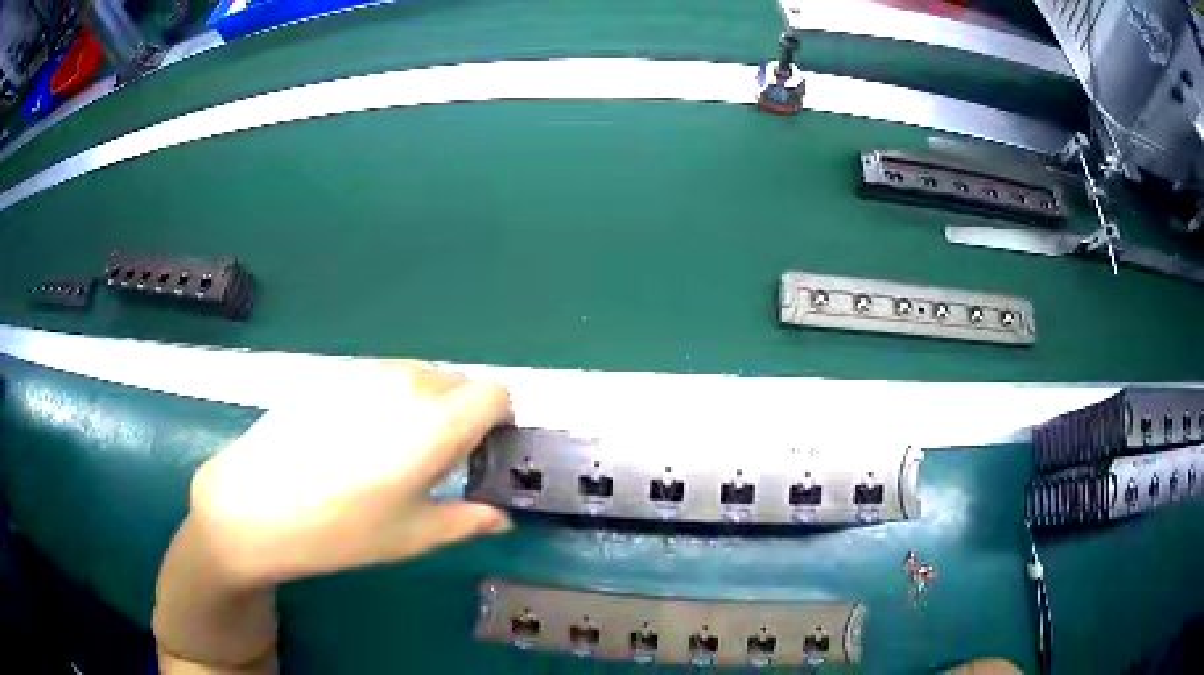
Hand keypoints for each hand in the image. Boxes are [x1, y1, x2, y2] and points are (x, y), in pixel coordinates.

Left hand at [154, 361, 513, 673]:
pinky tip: (349, 439)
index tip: (481, 452)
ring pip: (417, 375)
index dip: (497, 421)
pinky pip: (378, 377)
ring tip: (388, 452)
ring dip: (422, 405)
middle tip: (434, 462)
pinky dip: (384, 399)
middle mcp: (404, 383)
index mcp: (434, 424)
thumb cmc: (339, 531)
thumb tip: (501, 518)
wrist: (253, 505)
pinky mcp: (331, 373)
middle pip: (457, 382)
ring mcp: (363, 372)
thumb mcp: (412, 537)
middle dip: (460, 415)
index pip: (495, 393)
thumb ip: (467, 521)